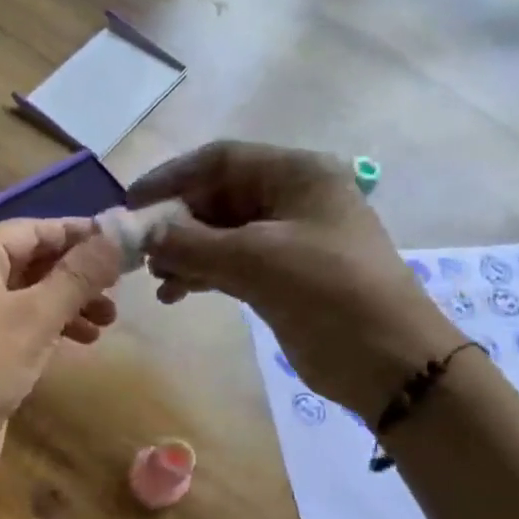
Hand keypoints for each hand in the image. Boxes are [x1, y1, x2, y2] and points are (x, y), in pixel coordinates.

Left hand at [0, 216, 120, 485]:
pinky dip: (50, 327)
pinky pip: (20, 324)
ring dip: (69, 304)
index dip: (78, 234)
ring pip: (28, 295)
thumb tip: (117, 237)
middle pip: (31, 261)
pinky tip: (82, 341)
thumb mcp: (37, 316)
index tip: (123, 243)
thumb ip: (78, 275)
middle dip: (77, 274)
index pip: (32, 229)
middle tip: (119, 290)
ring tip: (109, 322)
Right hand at [128, 141, 462, 419]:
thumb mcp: (255, 259)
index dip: (172, 177)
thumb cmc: (327, 290)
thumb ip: (192, 244)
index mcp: (296, 175)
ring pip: (219, 234)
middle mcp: (290, 199)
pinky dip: (201, 275)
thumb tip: (147, 236)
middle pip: (217, 197)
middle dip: (176, 222)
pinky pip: (229, 264)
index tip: (132, 203)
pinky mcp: (280, 277)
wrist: (387, 358)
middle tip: (140, 249)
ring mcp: (286, 240)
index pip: (221, 160)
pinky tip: (175, 294)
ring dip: (184, 253)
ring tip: (157, 278)